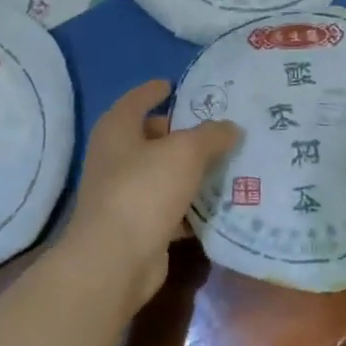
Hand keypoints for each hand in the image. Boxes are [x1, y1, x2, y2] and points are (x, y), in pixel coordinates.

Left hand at [63, 80, 242, 309]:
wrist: (116, 259)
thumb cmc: (144, 190)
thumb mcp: (186, 152)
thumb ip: (211, 135)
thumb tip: (230, 128)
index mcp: (117, 130)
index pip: (136, 100)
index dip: (155, 90)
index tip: (174, 85)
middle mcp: (115, 158)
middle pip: (150, 137)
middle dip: (180, 133)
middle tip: (216, 129)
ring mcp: (122, 193)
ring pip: (162, 174)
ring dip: (188, 171)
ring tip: (226, 163)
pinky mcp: (136, 225)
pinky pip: (168, 206)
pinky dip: (189, 205)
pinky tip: (217, 203)